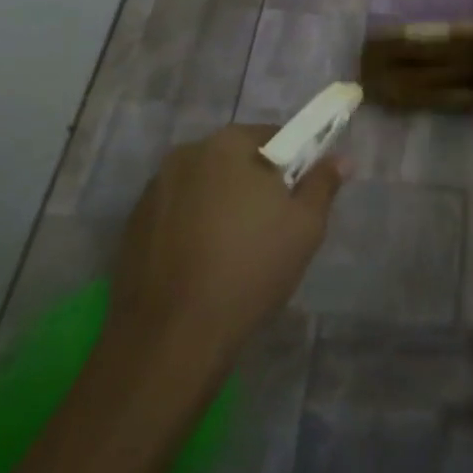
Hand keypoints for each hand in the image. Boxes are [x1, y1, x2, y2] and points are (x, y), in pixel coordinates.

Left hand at [105, 124, 346, 371]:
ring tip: (233, 251)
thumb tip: (341, 158)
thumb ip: (322, 183)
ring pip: (203, 186)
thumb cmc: (249, 269)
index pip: (273, 135)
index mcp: (228, 143)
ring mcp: (154, 189)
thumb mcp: (305, 226)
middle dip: (253, 183)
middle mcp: (186, 153)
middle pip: (234, 159)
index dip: (292, 163)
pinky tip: (201, 265)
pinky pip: (176, 213)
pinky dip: (191, 227)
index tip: (297, 197)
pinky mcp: (132, 225)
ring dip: (220, 204)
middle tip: (271, 226)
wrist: (171, 336)